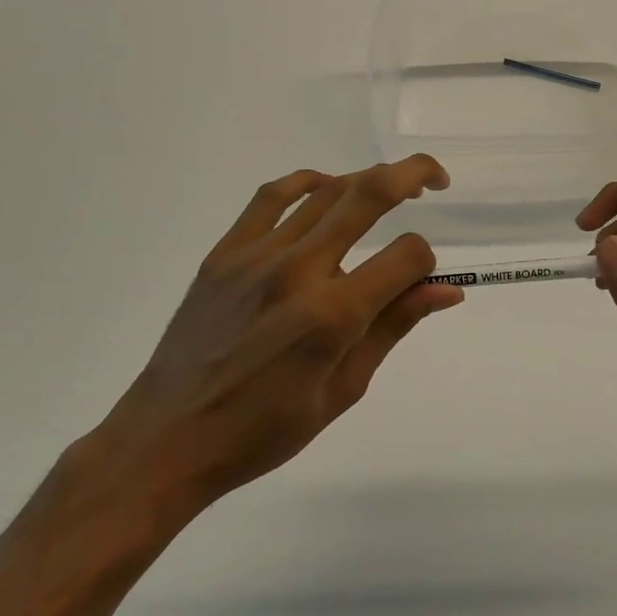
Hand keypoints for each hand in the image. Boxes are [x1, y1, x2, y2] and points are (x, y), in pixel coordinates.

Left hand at [87, 156, 461, 531]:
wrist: (169, 439)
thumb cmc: (265, 429)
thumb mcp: (344, 389)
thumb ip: (394, 327)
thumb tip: (447, 291)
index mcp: (334, 315)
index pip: (405, 257)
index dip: (426, 263)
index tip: (420, 282)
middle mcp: (298, 270)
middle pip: (368, 196)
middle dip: (412, 176)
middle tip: (436, 179)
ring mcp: (256, 255)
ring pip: (325, 192)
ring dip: (366, 180)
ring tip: (389, 188)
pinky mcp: (225, 253)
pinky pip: (271, 198)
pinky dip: (306, 182)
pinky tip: (325, 187)